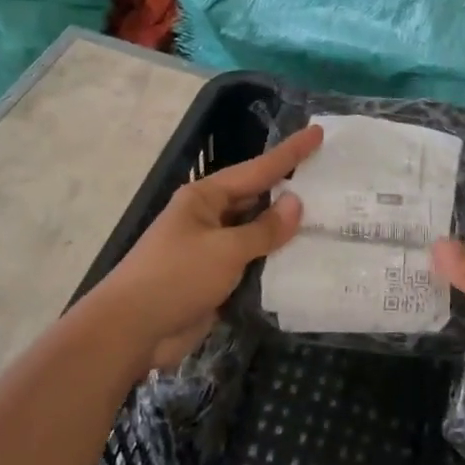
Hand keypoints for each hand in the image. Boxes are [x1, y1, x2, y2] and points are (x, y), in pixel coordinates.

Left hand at [91, 125, 323, 369]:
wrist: (132, 331)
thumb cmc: (175, 278)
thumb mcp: (224, 250)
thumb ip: (264, 229)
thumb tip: (296, 202)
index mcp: (205, 198)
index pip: (257, 169)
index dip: (290, 153)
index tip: (318, 133)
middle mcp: (209, 217)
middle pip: (258, 198)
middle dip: (291, 190)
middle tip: (332, 180)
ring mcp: (212, 249)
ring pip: (257, 233)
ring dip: (287, 231)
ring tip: (331, 219)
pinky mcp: (216, 279)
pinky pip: (253, 263)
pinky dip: (276, 262)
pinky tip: (306, 260)